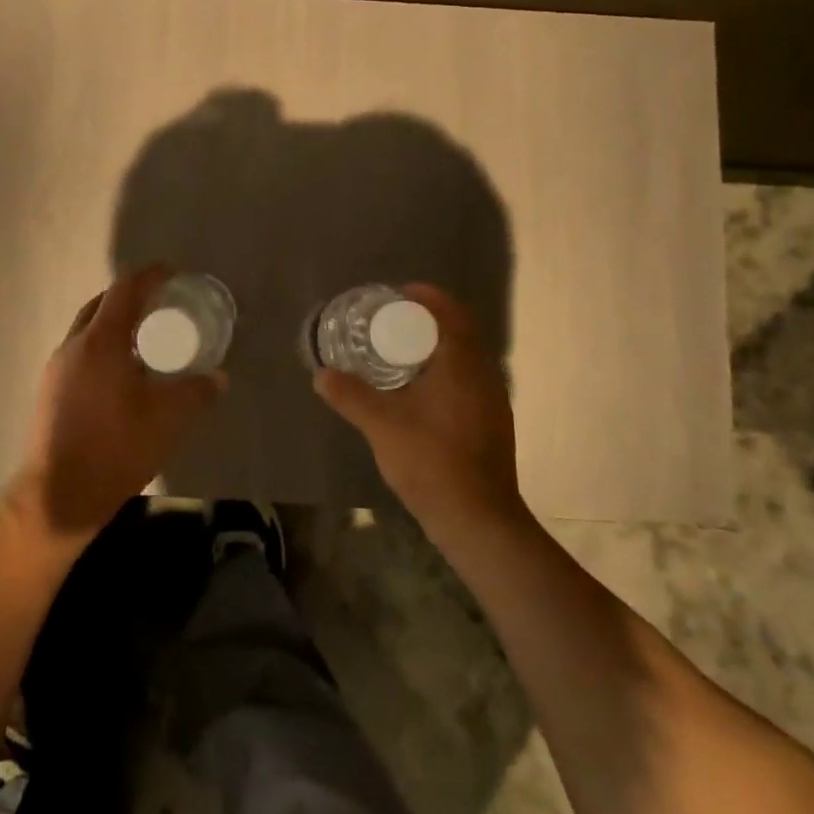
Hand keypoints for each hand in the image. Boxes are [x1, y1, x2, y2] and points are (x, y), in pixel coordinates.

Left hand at [6, 266, 224, 544]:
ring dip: (113, 324)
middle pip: (101, 304)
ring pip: (87, 329)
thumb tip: (219, 377)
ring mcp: (56, 369)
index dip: (149, 276)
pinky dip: (101, 347)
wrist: (57, 497)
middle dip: (130, 296)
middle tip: (160, 305)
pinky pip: (79, 352)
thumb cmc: (115, 449)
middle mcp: (74, 345)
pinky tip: (121, 374)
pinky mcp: (49, 391)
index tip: (172, 273)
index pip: (125, 290)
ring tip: (144, 339)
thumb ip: (197, 392)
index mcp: (101, 341)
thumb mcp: (168, 419)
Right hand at [313, 284, 524, 539]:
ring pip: (465, 359)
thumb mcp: (382, 425)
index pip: (452, 313)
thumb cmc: (432, 462)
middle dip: (428, 321)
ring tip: (400, 353)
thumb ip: (350, 396)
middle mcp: (484, 375)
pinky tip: (419, 394)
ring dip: (437, 348)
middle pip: (459, 332)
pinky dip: (445, 373)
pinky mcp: (492, 424)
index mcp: (463, 364)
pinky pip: (468, 381)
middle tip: (392, 322)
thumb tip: (321, 374)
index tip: (399, 294)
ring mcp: (493, 401)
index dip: (428, 297)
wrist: (478, 520)